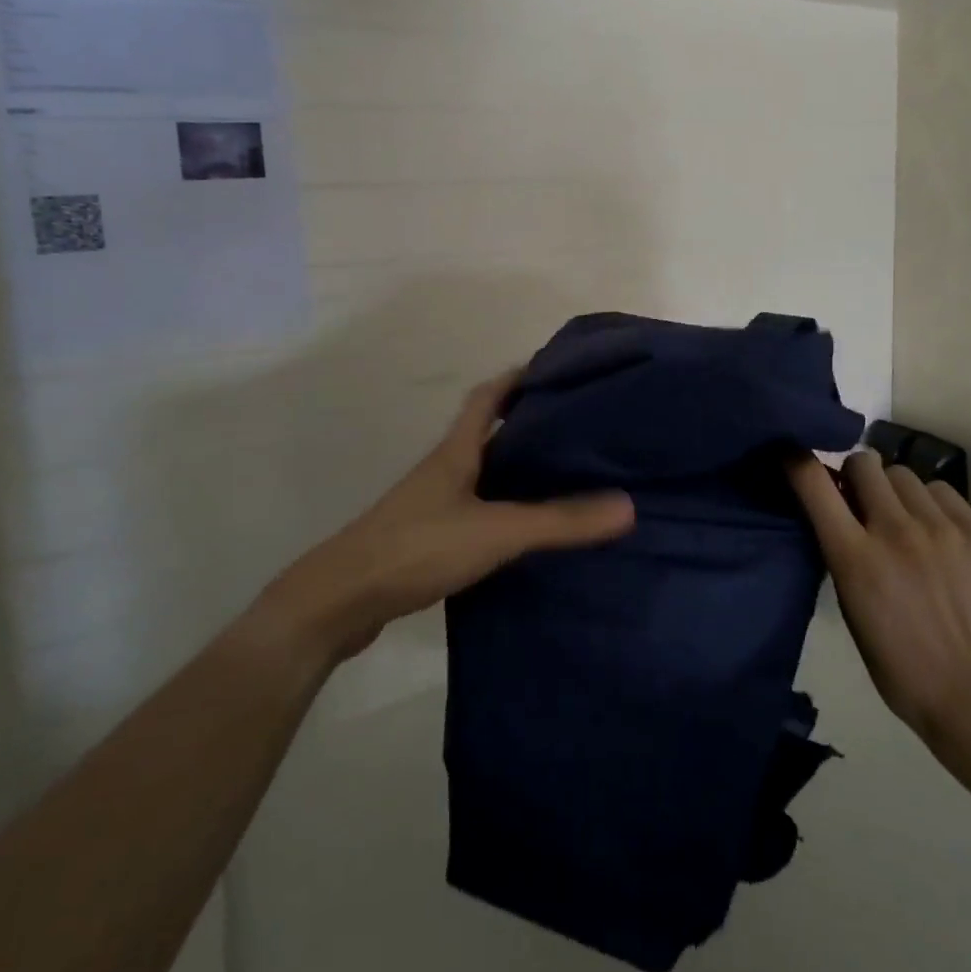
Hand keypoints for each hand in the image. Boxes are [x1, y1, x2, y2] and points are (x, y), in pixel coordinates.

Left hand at [279, 371, 634, 659]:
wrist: (342, 601)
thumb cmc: (419, 547)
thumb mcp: (497, 531)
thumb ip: (560, 521)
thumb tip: (628, 505)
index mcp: (456, 452)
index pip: (487, 398)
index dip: (517, 378)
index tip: (553, 370)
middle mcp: (444, 470)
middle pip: (488, 434)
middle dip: (527, 424)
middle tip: (576, 427)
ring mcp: (432, 505)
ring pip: (482, 475)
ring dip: (516, 469)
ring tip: (563, 474)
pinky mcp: (427, 540)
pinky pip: (475, 511)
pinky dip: (503, 509)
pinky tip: (527, 529)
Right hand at [788, 450, 970, 749]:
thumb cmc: (896, 661)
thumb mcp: (849, 604)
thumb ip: (840, 550)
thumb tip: (836, 510)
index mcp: (854, 556)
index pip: (814, 482)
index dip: (797, 461)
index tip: (793, 455)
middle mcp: (895, 530)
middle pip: (863, 463)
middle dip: (853, 475)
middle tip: (859, 499)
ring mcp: (940, 528)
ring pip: (902, 473)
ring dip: (892, 489)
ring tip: (901, 517)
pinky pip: (940, 489)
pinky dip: (929, 501)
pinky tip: (933, 529)